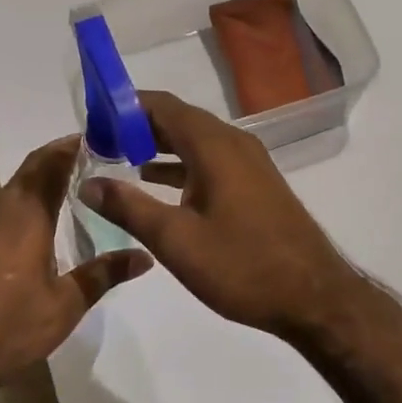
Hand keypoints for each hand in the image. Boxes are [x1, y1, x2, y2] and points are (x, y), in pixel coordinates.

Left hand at [0, 136, 148, 399]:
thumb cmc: (6, 329)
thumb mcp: (64, 307)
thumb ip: (103, 275)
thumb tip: (145, 255)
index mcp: (26, 217)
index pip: (50, 164)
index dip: (73, 145)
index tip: (105, 136)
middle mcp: (4, 213)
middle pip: (33, 168)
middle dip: (63, 155)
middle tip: (102, 154)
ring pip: (20, 186)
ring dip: (48, 175)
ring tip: (86, 180)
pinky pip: (12, 206)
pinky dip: (36, 197)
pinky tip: (55, 217)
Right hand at [84, 91, 360, 337]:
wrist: (315, 297)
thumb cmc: (242, 265)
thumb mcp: (176, 240)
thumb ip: (128, 207)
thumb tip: (86, 183)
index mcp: (213, 145)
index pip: (161, 105)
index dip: (124, 105)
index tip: (91, 119)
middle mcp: (232, 142)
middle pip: (177, 119)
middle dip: (136, 125)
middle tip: (97, 141)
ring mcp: (248, 162)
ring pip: (194, 139)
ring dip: (157, 144)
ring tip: (117, 157)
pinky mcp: (254, 182)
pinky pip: (209, 158)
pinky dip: (180, 163)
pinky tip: (156, 181)